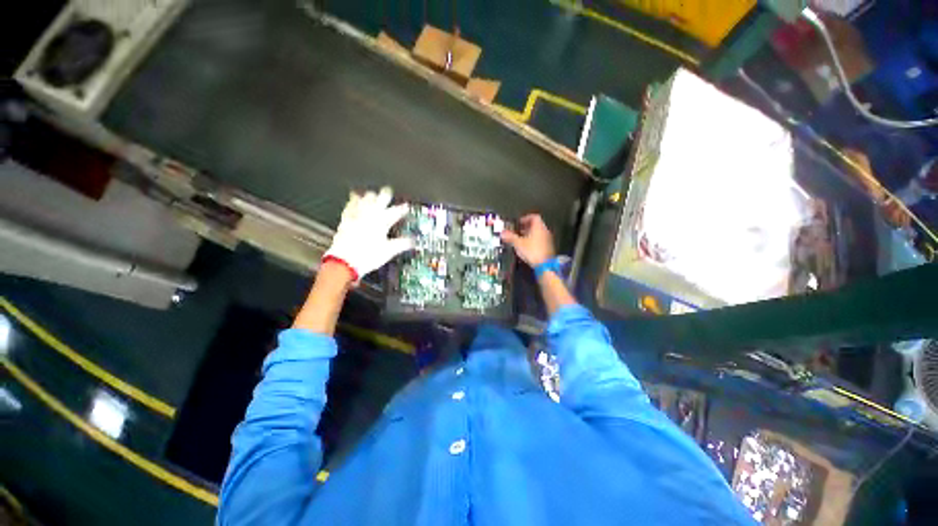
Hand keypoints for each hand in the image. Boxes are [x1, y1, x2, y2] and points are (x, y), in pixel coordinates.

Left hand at [324, 187, 413, 280]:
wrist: (345, 261)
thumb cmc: (367, 256)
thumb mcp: (389, 251)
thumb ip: (402, 244)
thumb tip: (411, 241)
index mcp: (382, 222)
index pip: (396, 212)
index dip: (402, 208)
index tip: (406, 206)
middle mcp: (369, 216)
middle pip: (379, 200)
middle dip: (385, 195)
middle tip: (388, 191)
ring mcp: (357, 217)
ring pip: (364, 200)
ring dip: (369, 196)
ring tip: (372, 193)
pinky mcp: (346, 220)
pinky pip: (350, 206)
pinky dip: (353, 201)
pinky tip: (353, 198)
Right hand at [500, 214, 554, 266]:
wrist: (545, 265)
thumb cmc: (532, 251)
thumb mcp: (518, 243)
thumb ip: (510, 237)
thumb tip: (502, 233)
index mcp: (538, 227)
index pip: (534, 217)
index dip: (526, 218)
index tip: (519, 222)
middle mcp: (545, 231)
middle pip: (536, 225)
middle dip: (526, 227)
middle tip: (518, 231)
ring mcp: (548, 240)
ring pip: (538, 233)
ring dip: (529, 235)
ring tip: (521, 240)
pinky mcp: (548, 248)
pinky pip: (540, 241)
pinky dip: (533, 242)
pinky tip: (527, 248)